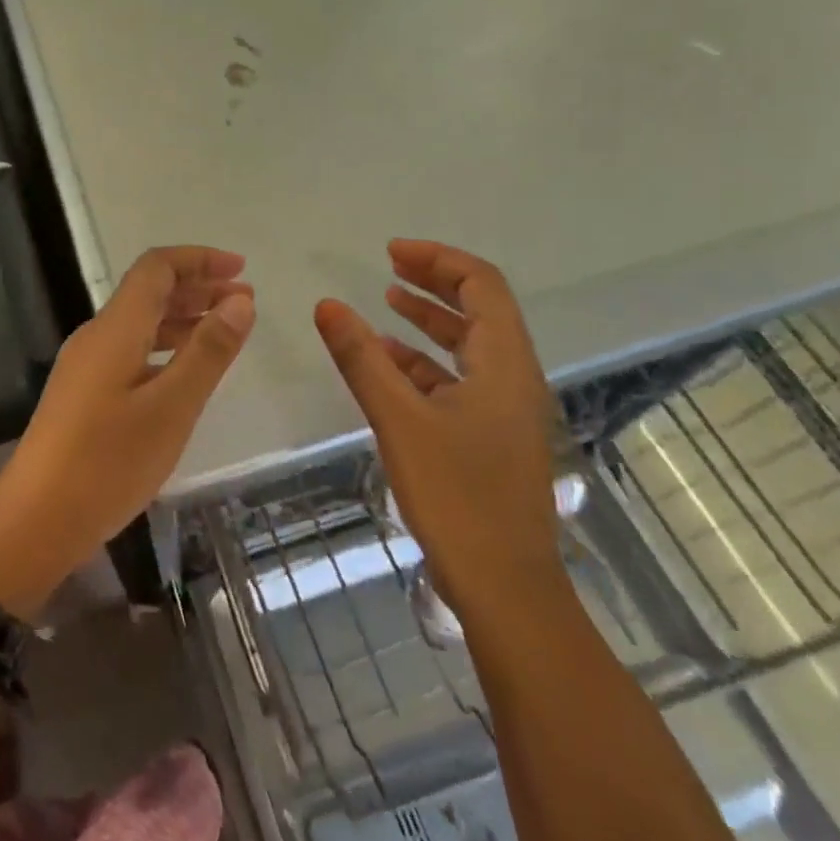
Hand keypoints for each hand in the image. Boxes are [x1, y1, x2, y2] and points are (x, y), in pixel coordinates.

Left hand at [0, 246, 254, 606]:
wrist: (36, 521)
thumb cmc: (107, 464)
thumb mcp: (171, 408)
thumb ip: (208, 352)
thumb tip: (241, 300)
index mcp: (115, 329)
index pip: (156, 268)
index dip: (199, 259)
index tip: (241, 269)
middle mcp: (97, 336)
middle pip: (148, 291)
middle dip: (197, 287)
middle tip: (244, 300)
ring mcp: (86, 366)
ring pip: (140, 323)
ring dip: (183, 318)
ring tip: (225, 330)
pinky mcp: (83, 393)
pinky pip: (131, 351)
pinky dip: (165, 348)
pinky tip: (185, 371)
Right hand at [315, 240, 564, 621]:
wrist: (505, 587)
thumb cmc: (457, 496)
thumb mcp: (399, 419)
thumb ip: (361, 358)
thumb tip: (327, 304)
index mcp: (504, 363)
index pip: (481, 284)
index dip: (438, 260)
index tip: (391, 253)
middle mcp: (513, 377)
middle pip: (480, 309)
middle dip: (434, 282)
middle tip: (390, 266)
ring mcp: (505, 409)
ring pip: (469, 345)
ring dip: (430, 320)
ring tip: (387, 302)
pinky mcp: (491, 436)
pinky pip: (460, 380)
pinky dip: (426, 362)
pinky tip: (390, 365)